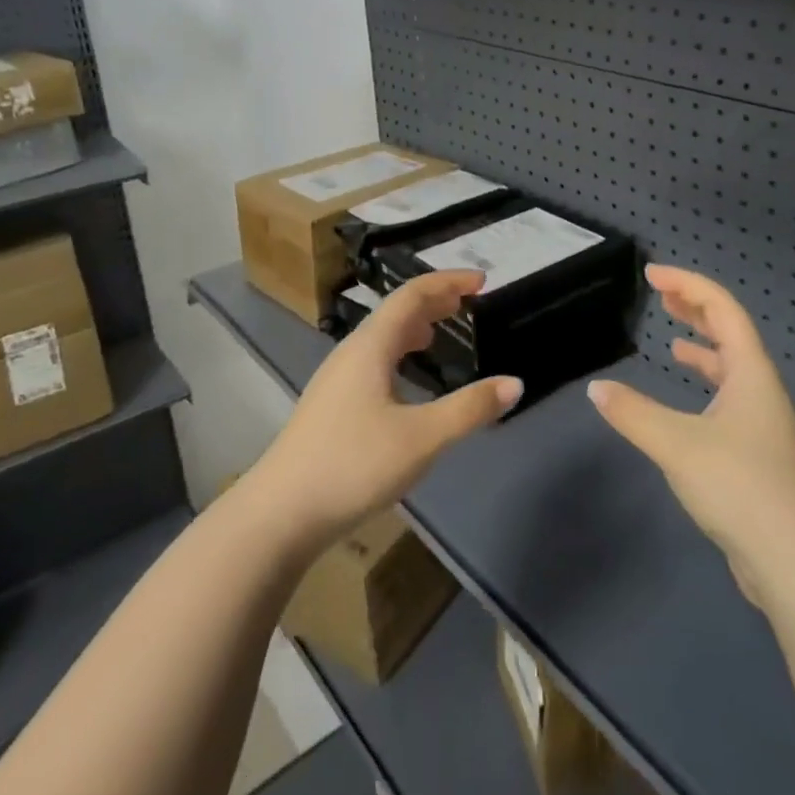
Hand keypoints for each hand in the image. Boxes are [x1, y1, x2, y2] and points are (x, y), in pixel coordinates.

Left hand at [251, 270, 520, 547]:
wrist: (279, 514)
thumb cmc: (353, 465)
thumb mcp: (421, 438)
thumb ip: (469, 409)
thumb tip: (515, 383)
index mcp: (370, 347)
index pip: (412, 296)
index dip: (447, 281)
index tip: (481, 280)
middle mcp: (351, 354)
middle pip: (395, 313)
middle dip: (433, 301)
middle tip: (467, 301)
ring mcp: (336, 380)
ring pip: (381, 338)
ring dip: (415, 327)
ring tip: (440, 331)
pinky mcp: (331, 406)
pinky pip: (373, 361)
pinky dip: (399, 353)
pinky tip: (406, 380)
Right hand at [587, 265, 794, 605]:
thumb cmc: (740, 486)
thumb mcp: (677, 444)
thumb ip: (633, 413)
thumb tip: (597, 389)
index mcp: (751, 373)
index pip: (722, 309)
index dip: (688, 285)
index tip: (651, 274)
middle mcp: (762, 390)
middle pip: (731, 333)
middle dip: (696, 308)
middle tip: (662, 294)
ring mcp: (763, 424)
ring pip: (731, 369)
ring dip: (703, 347)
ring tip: (673, 339)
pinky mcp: (757, 456)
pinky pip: (728, 401)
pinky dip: (704, 387)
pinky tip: (684, 406)